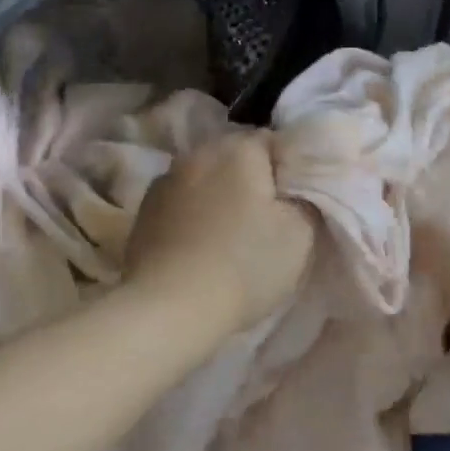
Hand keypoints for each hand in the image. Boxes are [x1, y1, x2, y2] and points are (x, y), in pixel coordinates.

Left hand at [125, 132, 315, 337]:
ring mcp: (165, 180)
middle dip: (252, 180)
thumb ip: (305, 197)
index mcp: (237, 148)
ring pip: (205, 178)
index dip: (289, 171)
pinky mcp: (144, 210)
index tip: (295, 203)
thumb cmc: (243, 266)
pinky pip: (181, 202)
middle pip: (235, 157)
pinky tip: (199, 246)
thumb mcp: (300, 234)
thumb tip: (297, 185)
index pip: (273, 142)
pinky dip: (193, 215)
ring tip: (230, 234)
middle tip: (267, 220)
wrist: (168, 308)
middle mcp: (198, 152)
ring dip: (219, 196)